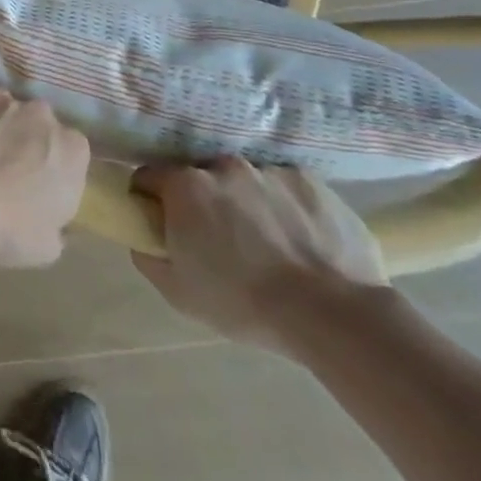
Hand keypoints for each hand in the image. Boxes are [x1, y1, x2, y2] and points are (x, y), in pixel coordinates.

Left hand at [0, 76, 90, 267]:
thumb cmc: (4, 232)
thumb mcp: (47, 245)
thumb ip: (56, 223)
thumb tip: (52, 220)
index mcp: (73, 150)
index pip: (68, 150)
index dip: (48, 165)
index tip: (30, 183)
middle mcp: (43, 114)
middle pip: (34, 122)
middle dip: (20, 138)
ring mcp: (4, 96)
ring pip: (0, 105)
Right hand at [128, 158, 389, 355]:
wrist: (334, 314)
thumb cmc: (244, 303)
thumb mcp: (177, 292)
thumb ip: (148, 255)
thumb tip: (145, 238)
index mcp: (185, 185)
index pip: (149, 176)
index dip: (150, 199)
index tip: (163, 224)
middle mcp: (222, 166)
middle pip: (200, 177)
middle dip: (203, 201)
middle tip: (219, 240)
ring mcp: (269, 170)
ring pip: (245, 181)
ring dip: (246, 202)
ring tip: (269, 243)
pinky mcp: (310, 181)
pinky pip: (286, 189)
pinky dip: (286, 207)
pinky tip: (301, 241)